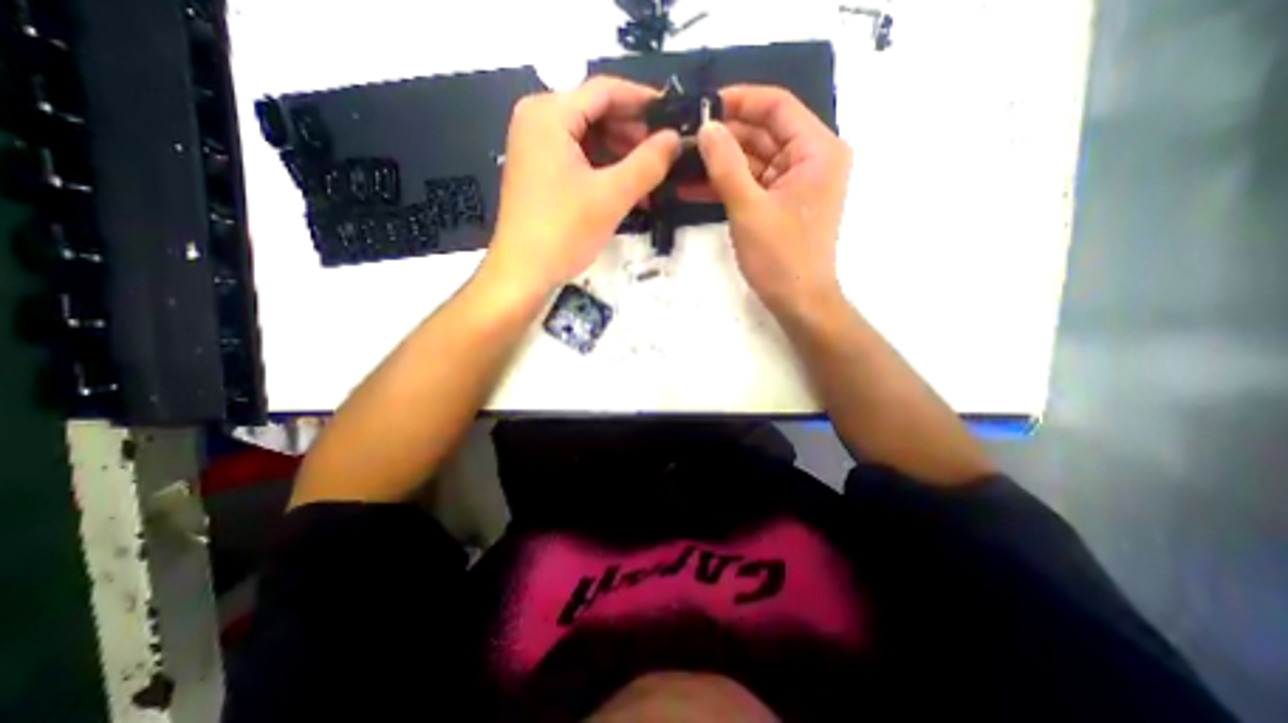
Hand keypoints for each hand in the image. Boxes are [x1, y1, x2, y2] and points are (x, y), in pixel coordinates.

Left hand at [484, 76, 683, 295]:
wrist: (523, 273)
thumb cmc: (563, 231)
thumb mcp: (612, 196)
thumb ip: (648, 163)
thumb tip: (676, 138)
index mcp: (549, 114)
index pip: (605, 90)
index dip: (643, 101)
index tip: (674, 117)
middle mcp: (538, 121)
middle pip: (596, 113)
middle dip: (634, 134)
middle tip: (666, 154)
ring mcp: (536, 147)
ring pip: (590, 139)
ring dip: (622, 156)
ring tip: (653, 176)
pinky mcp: (540, 172)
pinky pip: (579, 159)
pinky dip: (605, 171)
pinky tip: (629, 189)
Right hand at [700, 81, 851, 313]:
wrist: (799, 302)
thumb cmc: (781, 258)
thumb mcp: (749, 209)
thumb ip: (726, 165)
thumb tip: (705, 127)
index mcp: (817, 149)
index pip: (776, 106)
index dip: (738, 101)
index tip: (702, 106)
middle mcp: (811, 159)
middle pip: (762, 133)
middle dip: (723, 137)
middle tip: (682, 139)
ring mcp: (795, 183)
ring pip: (753, 160)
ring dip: (720, 163)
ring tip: (681, 162)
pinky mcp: (781, 203)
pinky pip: (752, 184)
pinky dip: (727, 186)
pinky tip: (694, 187)